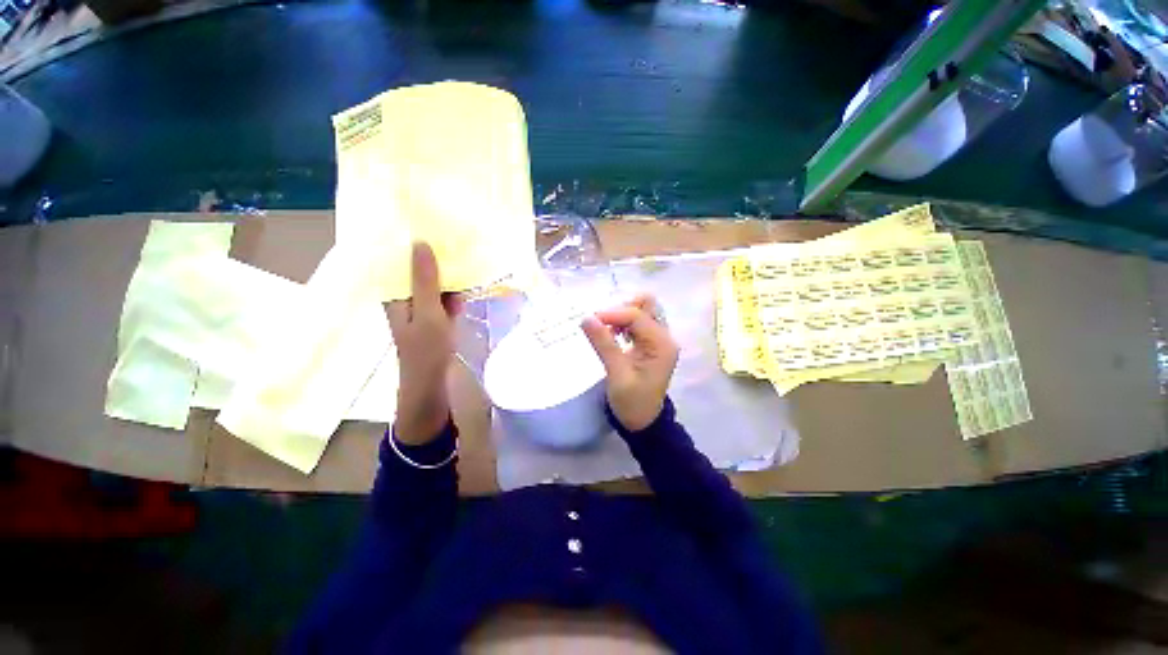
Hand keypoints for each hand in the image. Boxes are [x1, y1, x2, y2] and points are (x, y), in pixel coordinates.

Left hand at [385, 242, 463, 444]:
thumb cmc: (425, 349)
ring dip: (448, 273)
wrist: (432, 383)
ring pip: (435, 283)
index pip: (399, 260)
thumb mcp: (427, 312)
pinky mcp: (437, 317)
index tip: (427, 223)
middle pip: (419, 270)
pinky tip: (467, 285)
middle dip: (435, 256)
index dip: (412, 242)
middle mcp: (406, 297)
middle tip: (453, 236)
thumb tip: (421, 243)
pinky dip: (456, 291)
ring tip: (464, 254)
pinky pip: (446, 297)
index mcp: (395, 294)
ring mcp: (423, 308)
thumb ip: (424, 280)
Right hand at [581, 294, 678, 431]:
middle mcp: (664, 337)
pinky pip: (638, 323)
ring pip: (641, 312)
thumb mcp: (617, 374)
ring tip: (606, 333)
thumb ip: (603, 344)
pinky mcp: (651, 344)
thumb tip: (586, 318)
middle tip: (603, 326)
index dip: (613, 314)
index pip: (637, 316)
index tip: (590, 321)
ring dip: (621, 317)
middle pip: (646, 306)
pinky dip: (623, 324)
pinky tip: (613, 337)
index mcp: (661, 344)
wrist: (643, 422)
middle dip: (621, 310)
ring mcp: (659, 339)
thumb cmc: (632, 402)